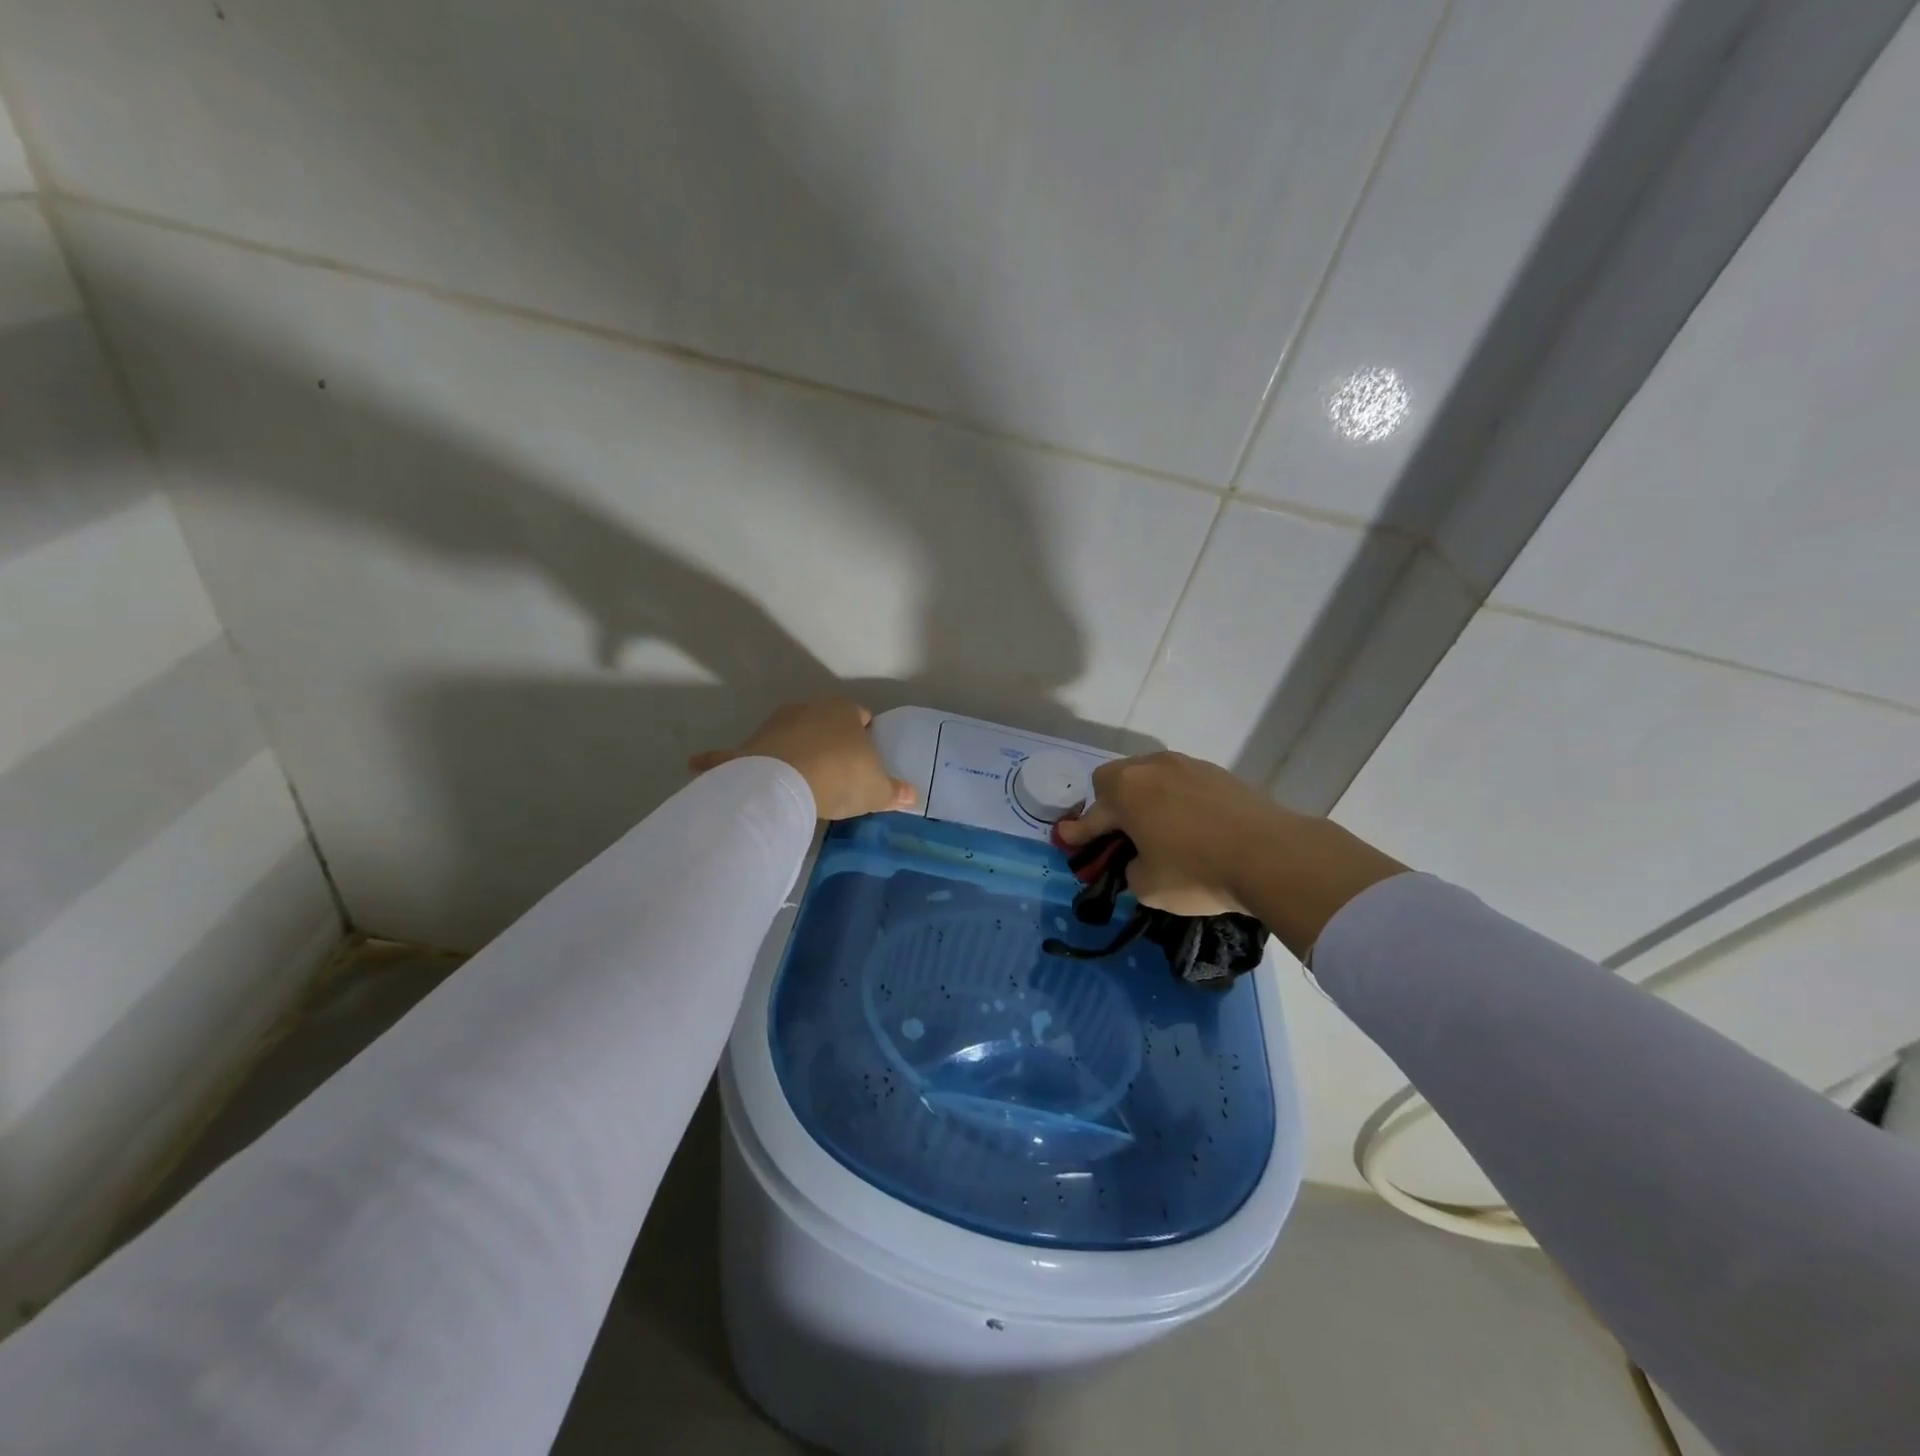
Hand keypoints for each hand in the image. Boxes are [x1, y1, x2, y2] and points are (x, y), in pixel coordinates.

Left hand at [690, 699, 916, 820]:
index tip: (866, 758)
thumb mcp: (877, 789)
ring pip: (787, 736)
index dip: (865, 735)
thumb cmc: (841, 777)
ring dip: (793, 752)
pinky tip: (699, 764)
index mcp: (843, 711)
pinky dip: (718, 759)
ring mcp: (772, 726)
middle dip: (829, 743)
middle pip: (823, 724)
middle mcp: (807, 709)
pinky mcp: (745, 747)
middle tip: (838, 775)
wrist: (787, 783)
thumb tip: (913, 796)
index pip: (860, 715)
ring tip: (801, 783)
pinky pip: (730, 754)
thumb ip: (895, 791)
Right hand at [1056, 751, 1404, 954]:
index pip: (1092, 814)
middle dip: (1109, 805)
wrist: (1271, 855)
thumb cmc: (1197, 871)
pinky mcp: (1218, 773)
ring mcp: (1187, 765)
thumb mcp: (1148, 886)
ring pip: (1151, 777)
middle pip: (1116, 779)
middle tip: (1118, 834)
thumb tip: (1140, 860)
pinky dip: (1175, 800)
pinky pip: (1181, 783)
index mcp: (1126, 791)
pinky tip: (1190, 825)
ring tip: (1156, 828)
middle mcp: (1151, 768)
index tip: (1065, 838)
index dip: (1078, 831)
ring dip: (1144, 799)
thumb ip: (1131, 869)